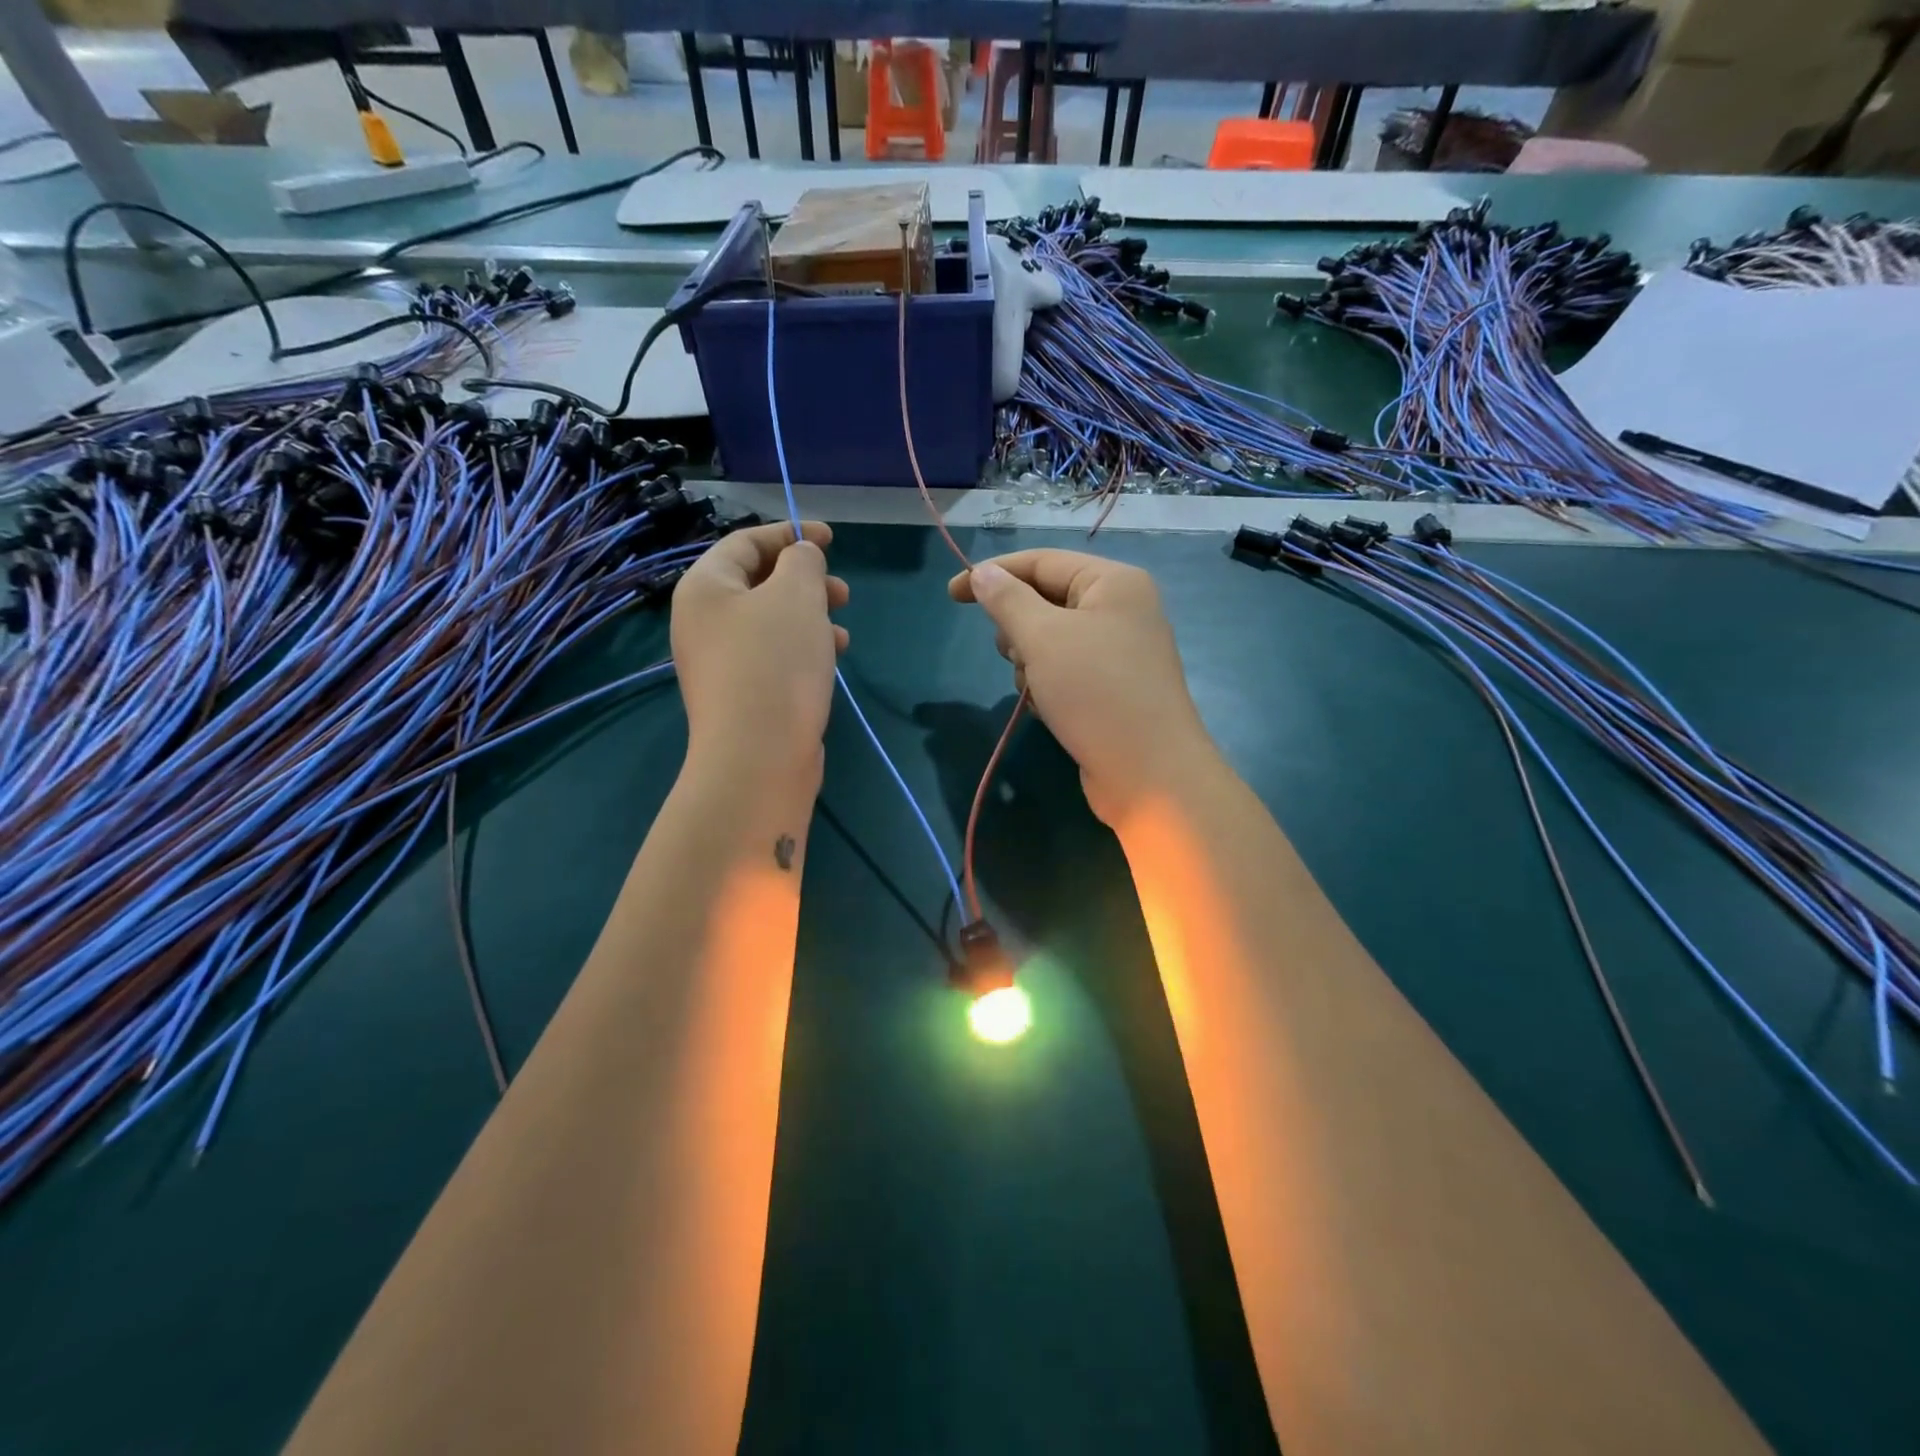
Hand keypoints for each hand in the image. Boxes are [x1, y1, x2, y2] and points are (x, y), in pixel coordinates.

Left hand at [672, 521, 847, 789]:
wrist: (758, 757)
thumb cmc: (775, 662)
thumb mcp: (796, 595)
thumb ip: (802, 562)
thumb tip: (802, 557)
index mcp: (705, 587)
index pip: (745, 542)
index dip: (790, 533)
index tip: (831, 538)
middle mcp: (704, 621)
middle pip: (758, 583)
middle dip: (805, 581)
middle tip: (842, 591)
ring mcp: (720, 662)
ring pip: (771, 623)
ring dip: (810, 617)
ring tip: (843, 630)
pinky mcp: (741, 695)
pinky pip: (774, 656)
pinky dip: (804, 649)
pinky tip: (832, 659)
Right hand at [949, 551, 1216, 825]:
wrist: (1149, 773)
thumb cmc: (1095, 692)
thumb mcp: (1042, 638)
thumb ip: (1007, 600)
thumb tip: (983, 573)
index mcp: (1113, 582)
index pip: (1042, 561)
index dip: (994, 574)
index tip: (951, 595)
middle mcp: (1120, 609)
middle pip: (1045, 601)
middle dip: (1018, 629)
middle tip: (1016, 656)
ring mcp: (1119, 651)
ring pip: (1050, 640)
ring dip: (1030, 664)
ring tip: (1038, 690)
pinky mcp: (1112, 688)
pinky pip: (1064, 671)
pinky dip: (1047, 685)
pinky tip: (1048, 709)